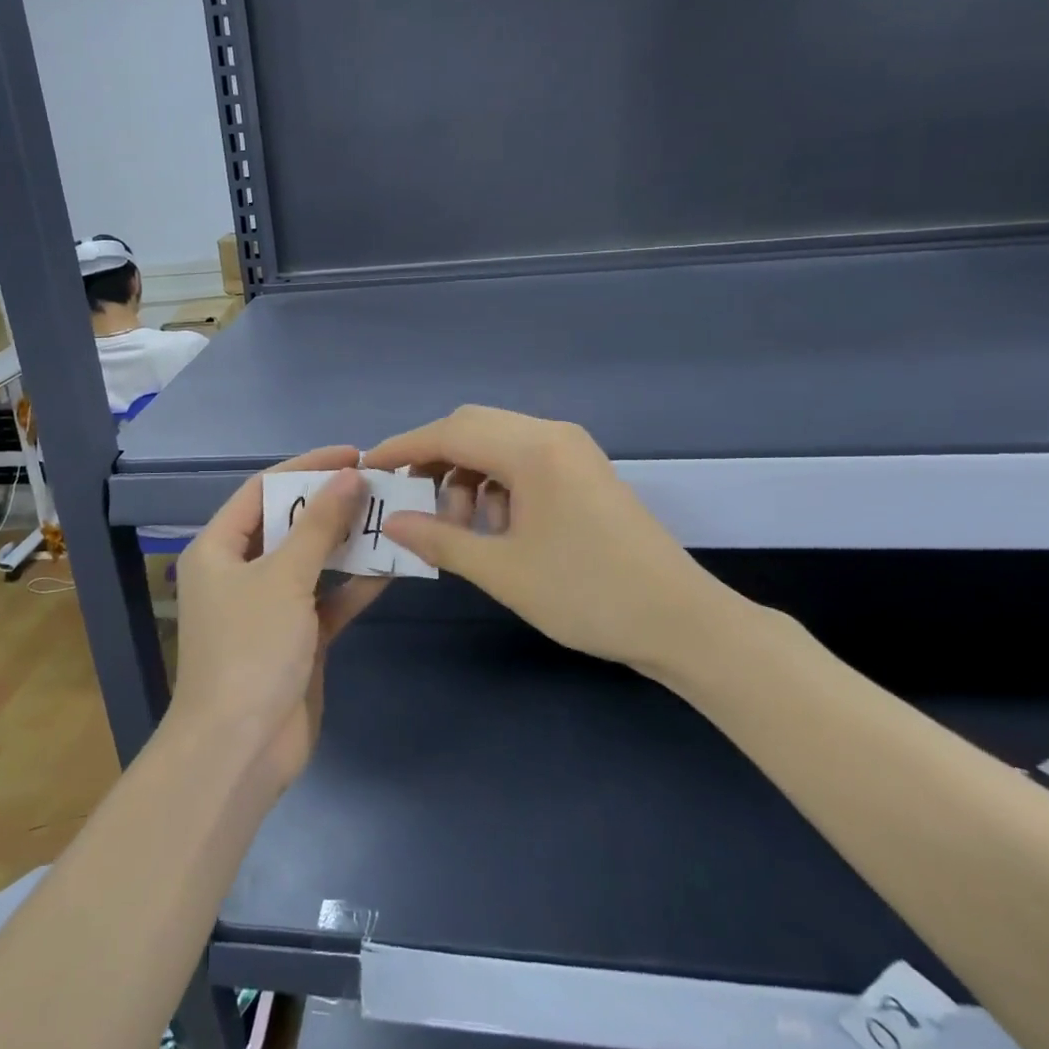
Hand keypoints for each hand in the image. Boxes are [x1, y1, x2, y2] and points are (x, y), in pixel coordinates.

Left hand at [172, 447, 391, 790]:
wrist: (240, 750)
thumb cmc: (250, 649)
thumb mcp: (284, 577)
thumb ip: (319, 524)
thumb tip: (350, 474)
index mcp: (219, 549)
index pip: (263, 489)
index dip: (306, 466)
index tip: (353, 454)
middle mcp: (241, 572)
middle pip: (290, 523)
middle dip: (331, 503)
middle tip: (379, 483)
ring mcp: (270, 607)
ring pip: (313, 561)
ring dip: (349, 542)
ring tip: (392, 516)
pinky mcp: (297, 638)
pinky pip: (328, 599)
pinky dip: (355, 584)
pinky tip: (392, 566)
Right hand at [364, 406, 773, 687]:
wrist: (680, 621)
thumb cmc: (587, 595)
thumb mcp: (503, 571)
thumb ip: (440, 539)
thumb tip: (391, 521)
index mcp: (533, 449)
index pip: (450, 432)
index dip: (404, 447)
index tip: (368, 468)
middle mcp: (552, 435)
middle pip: (472, 427)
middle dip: (434, 460)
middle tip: (409, 501)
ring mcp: (572, 451)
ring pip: (497, 444)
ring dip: (467, 476)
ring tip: (460, 528)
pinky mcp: (583, 471)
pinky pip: (523, 461)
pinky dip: (496, 485)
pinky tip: (497, 528)